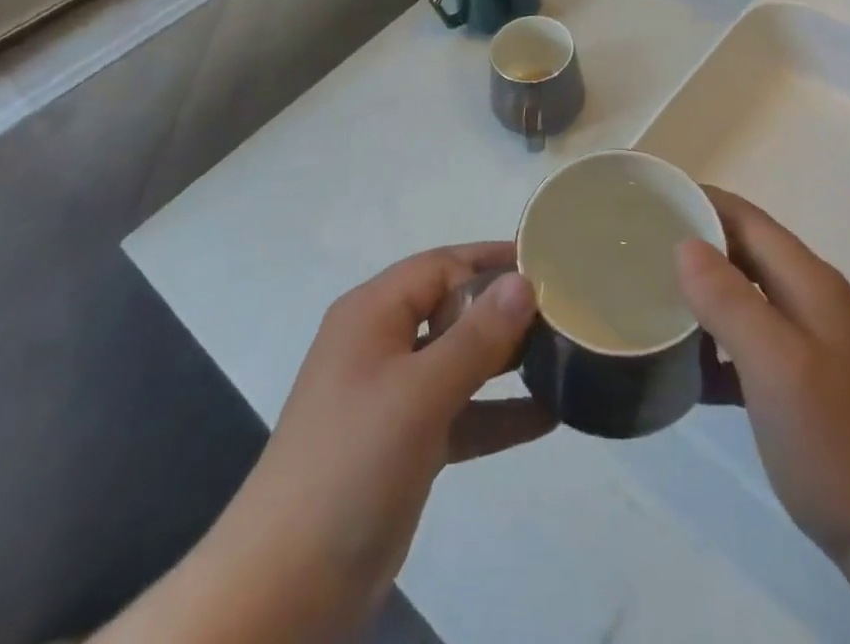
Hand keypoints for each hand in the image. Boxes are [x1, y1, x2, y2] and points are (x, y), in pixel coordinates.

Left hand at [100, 243, 551, 643]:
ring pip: (459, 361)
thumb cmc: (351, 465)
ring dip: (506, 361)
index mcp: (373, 313)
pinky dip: (496, 412)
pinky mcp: (404, 445)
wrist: (284, 589)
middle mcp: (381, 343)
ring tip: (564, 357)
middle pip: (452, 308)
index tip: (549, 265)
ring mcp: (391, 396)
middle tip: (566, 311)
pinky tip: (547, 417)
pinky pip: (460, 413)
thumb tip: (525, 281)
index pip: (442, 265)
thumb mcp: (420, 392)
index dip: (492, 261)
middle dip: (505, 309)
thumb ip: (476, 336)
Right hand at [677, 187, 849, 569]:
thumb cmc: (840, 442)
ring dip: (704, 297)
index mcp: (809, 282)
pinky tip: (689, 371)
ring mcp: (814, 346)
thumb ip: (730, 300)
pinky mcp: (809, 388)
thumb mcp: (777, 365)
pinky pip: (753, 348)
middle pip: (746, 253)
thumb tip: (685, 244)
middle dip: (695, 245)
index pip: (746, 218)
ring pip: (747, 300)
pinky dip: (719, 348)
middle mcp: (812, 302)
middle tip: (638, 252)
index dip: (700, 202)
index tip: (650, 201)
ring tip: (652, 303)